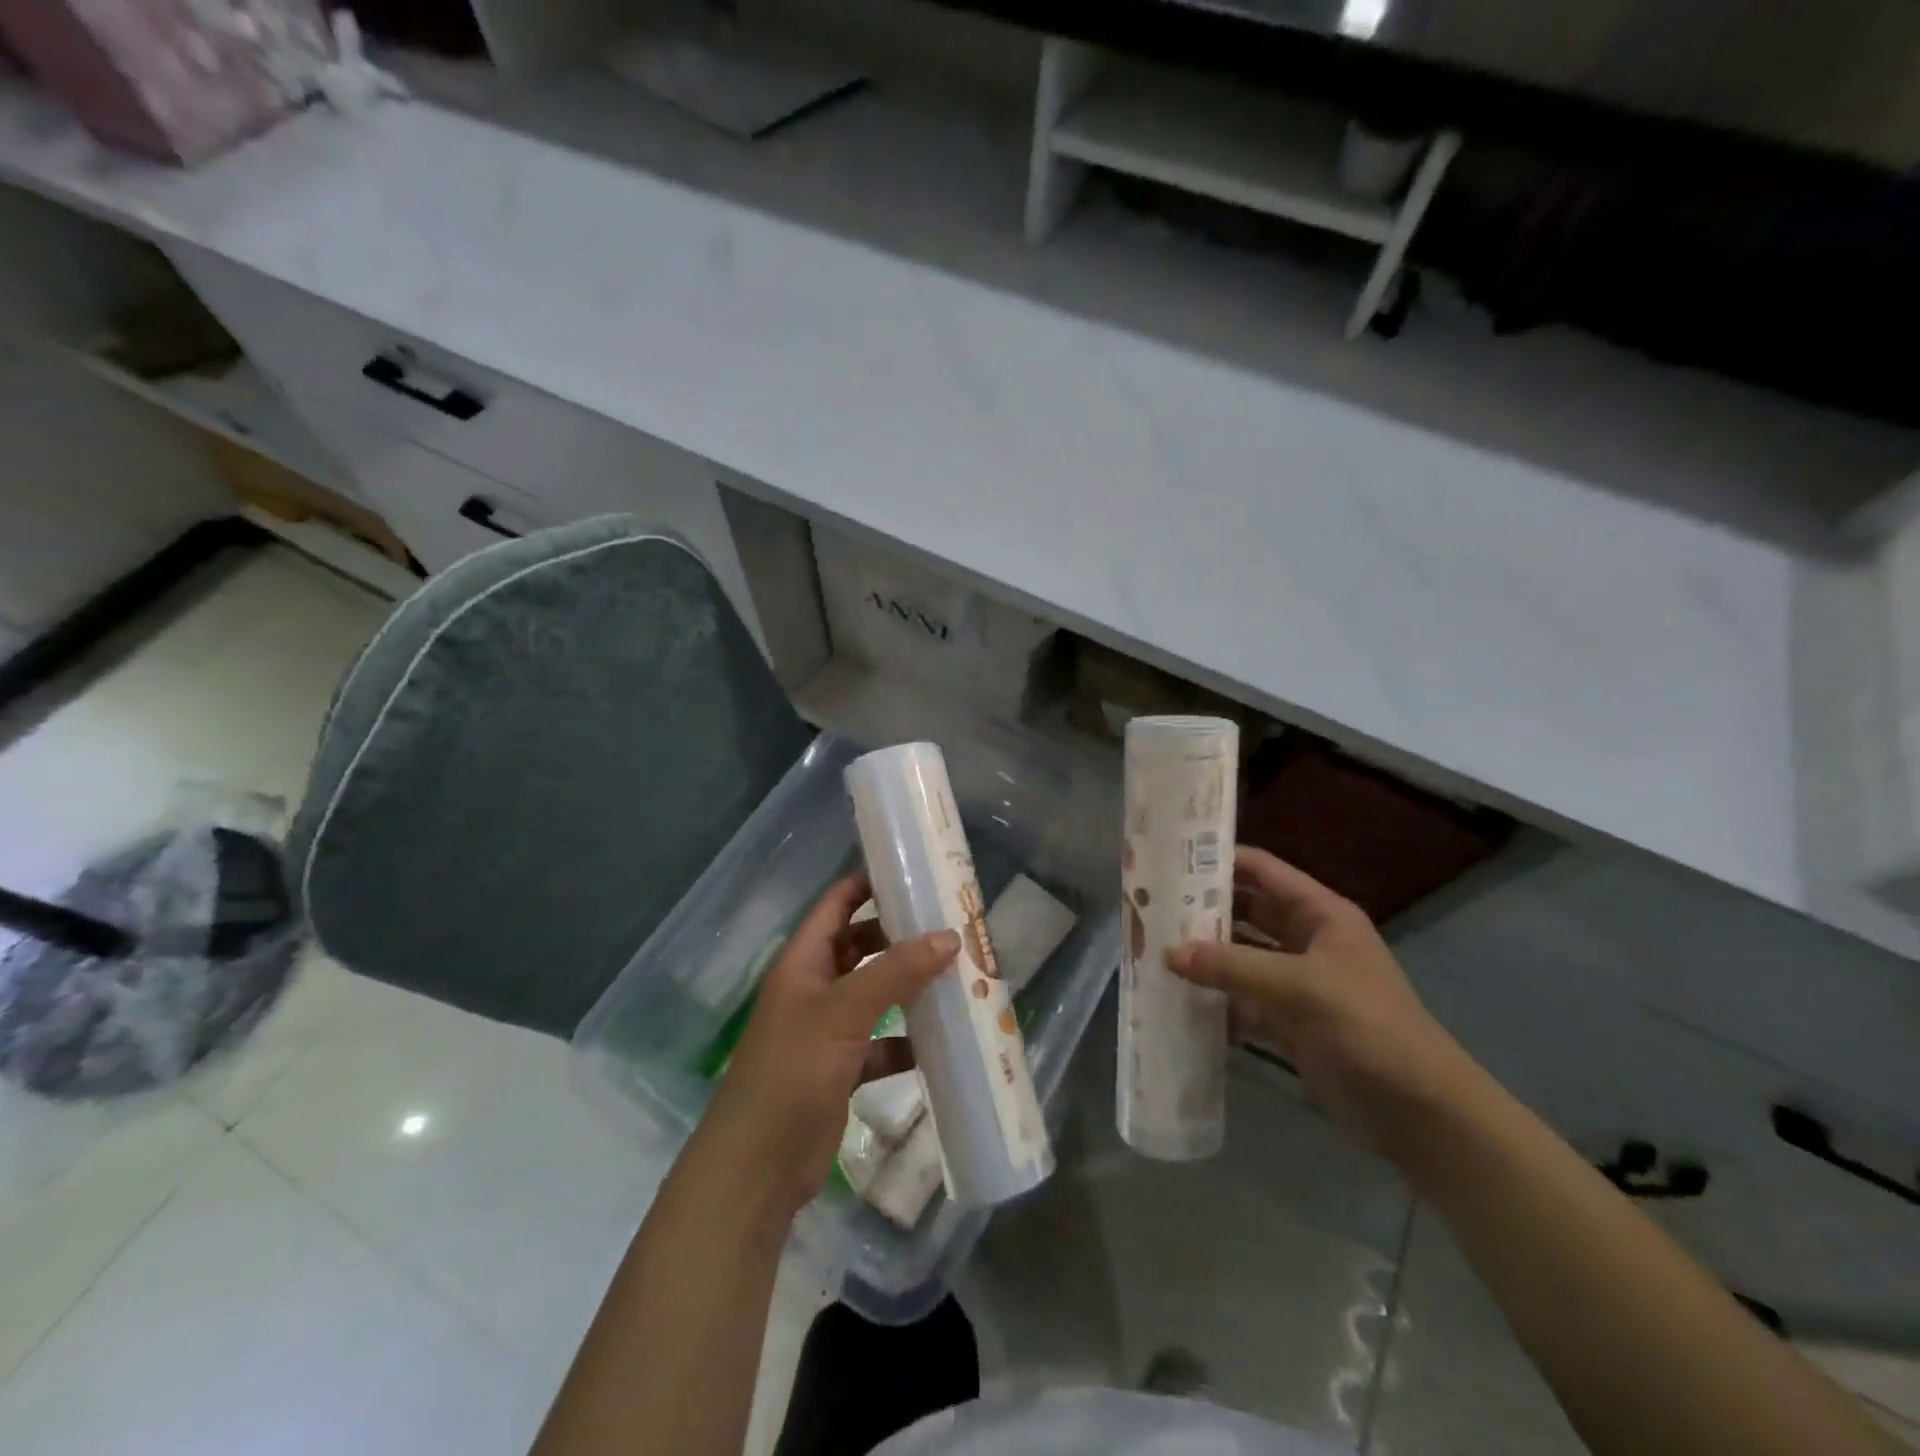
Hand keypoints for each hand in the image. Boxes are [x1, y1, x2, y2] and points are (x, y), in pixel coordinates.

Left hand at [700, 874, 957, 1218]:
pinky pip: (880, 1044)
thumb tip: (949, 936)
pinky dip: (906, 1042)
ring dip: (908, 988)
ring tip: (957, 976)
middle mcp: (813, 988)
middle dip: (900, 936)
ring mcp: (826, 1031)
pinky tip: (940, 1044)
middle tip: (949, 927)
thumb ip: (895, 972)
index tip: (914, 874)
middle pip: (860, 946)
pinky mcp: (840, 1070)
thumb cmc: (793, 1071)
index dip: (868, 884)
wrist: (757, 1167)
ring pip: (874, 995)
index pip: (836, 905)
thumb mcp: (844, 1012)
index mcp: (803, 962)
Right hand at [1168, 846, 1476, 1161]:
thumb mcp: (1301, 988)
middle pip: (1245, 912)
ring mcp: (1296, 982)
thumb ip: (1234, 967)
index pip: (1262, 871)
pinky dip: (1216, 1002)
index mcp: (1320, 915)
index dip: (1220, 861)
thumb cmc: (1368, 1029)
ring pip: (1240, 957)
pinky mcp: (1288, 1021)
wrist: (1419, 1113)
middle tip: (1150, 909)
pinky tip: (1179, 1003)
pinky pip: (1242, 1000)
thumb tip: (1169, 951)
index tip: (1169, 860)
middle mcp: (1306, 940)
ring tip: (1152, 951)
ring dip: (1204, 957)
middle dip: (1202, 911)